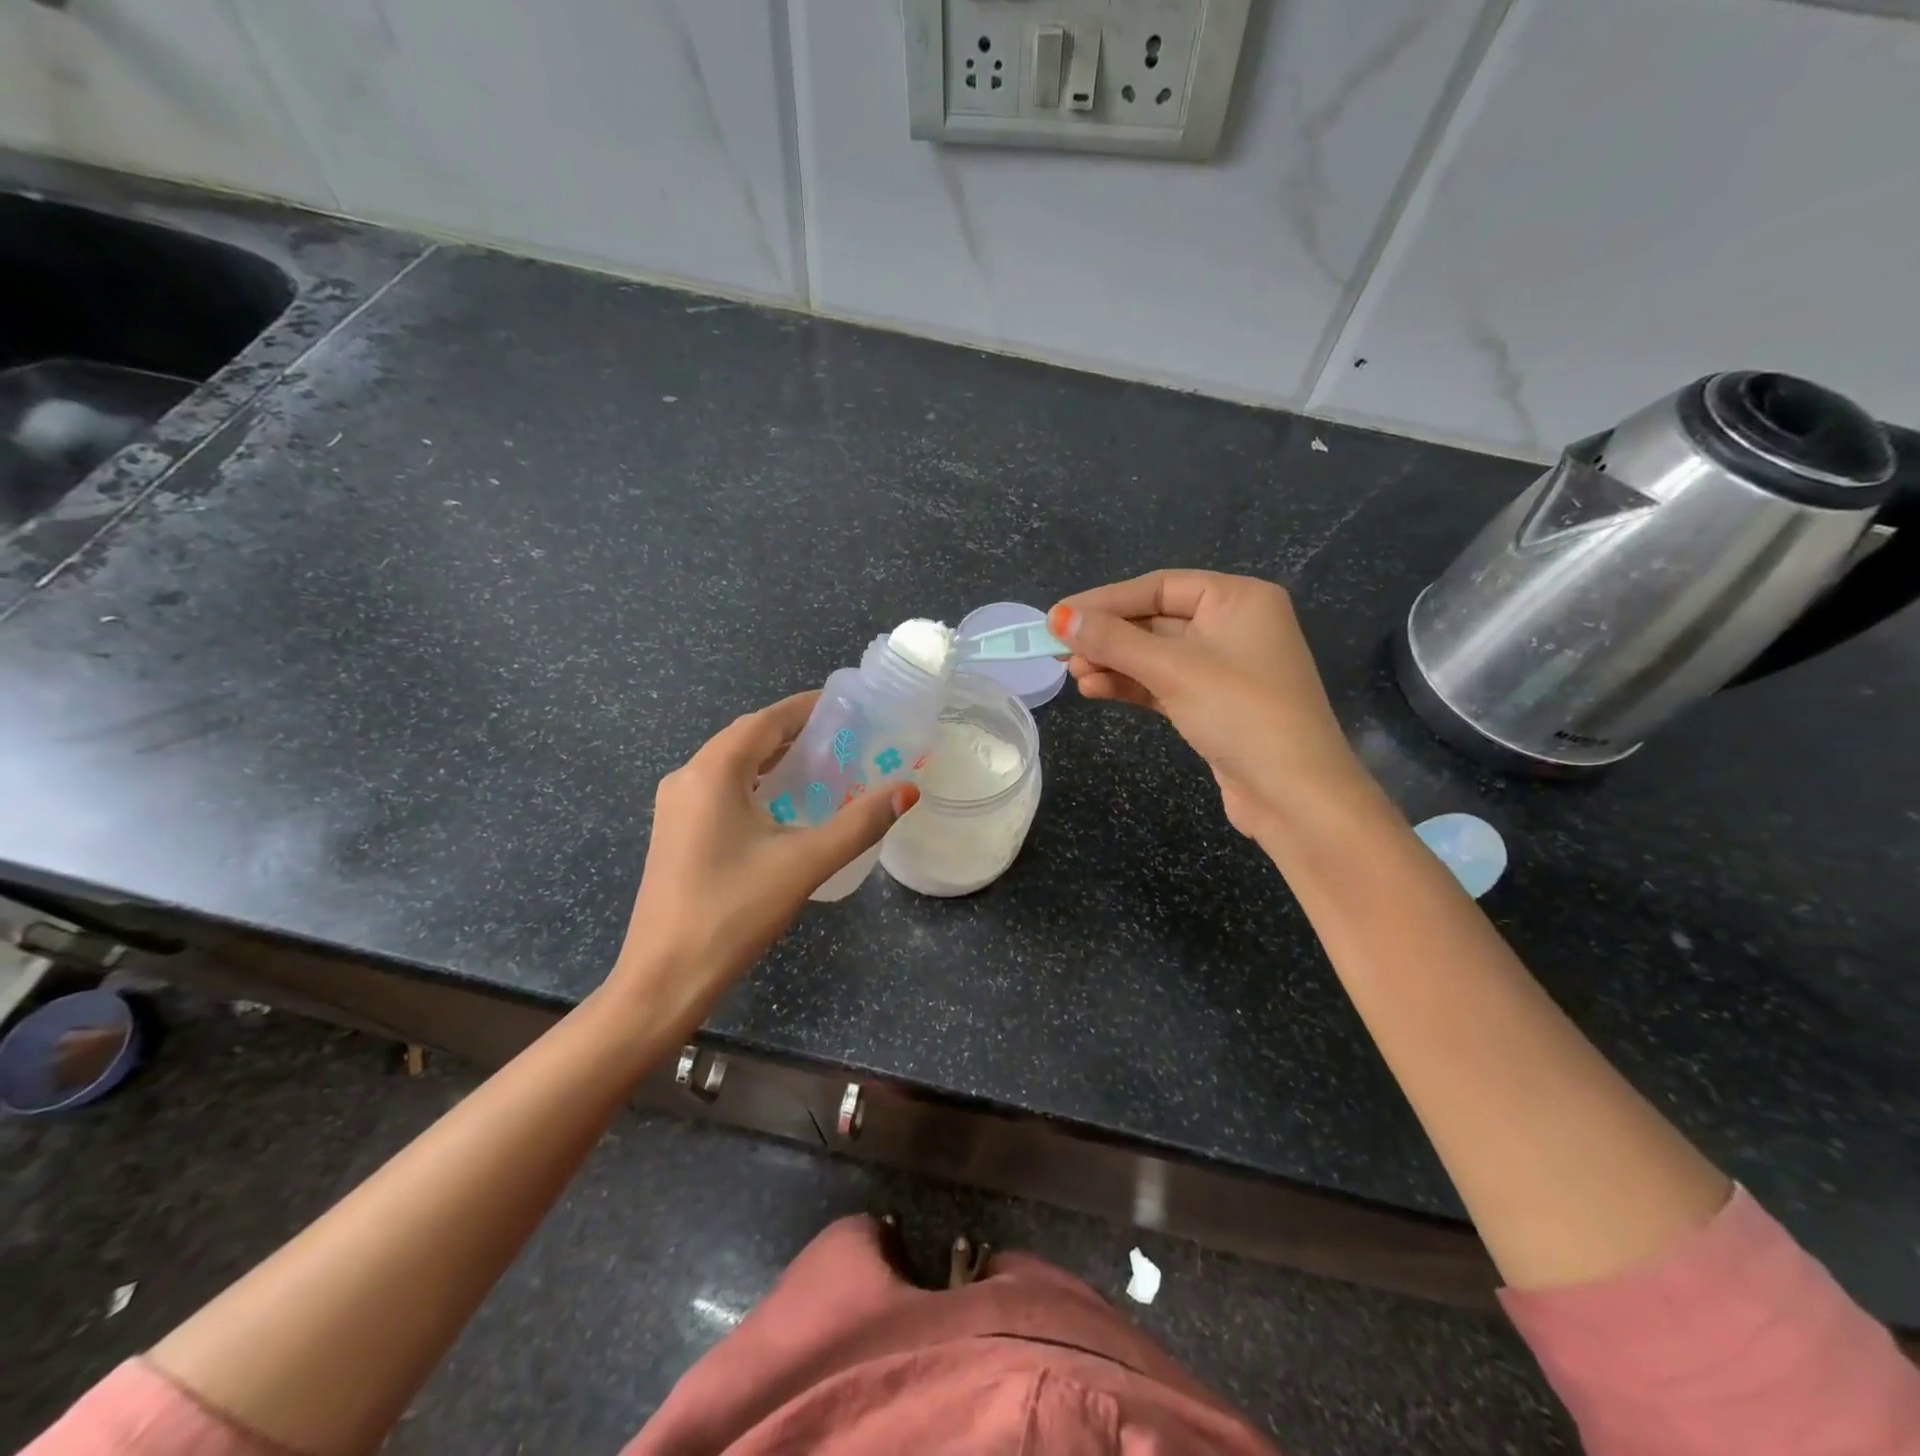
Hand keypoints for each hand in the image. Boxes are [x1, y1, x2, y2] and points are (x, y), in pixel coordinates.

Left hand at [609, 692, 915, 1025]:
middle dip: (794, 733)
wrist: (664, 978)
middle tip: (845, 739)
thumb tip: (907, 790)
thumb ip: (860, 823)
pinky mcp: (675, 832)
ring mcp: (675, 807)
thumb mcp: (805, 863)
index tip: (848, 708)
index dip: (806, 708)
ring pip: (732, 765)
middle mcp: (687, 777)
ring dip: (775, 760)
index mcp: (713, 772)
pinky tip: (785, 806)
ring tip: (824, 767)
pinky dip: (756, 785)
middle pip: (747, 738)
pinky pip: (721, 790)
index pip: (766, 720)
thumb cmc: (733, 912)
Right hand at [1050, 571, 1369, 840]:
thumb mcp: (1174, 669)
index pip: (1159, 586)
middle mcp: (1233, 626)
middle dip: (1107, 636)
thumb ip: (1114, 641)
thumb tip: (1059, 617)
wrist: (1294, 795)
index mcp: (1238, 599)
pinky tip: (1094, 690)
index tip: (1058, 615)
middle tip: (1058, 650)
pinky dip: (1130, 685)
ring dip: (1113, 663)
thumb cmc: (1241, 713)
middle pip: (1154, 619)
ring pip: (1154, 655)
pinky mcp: (1212, 704)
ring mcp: (1223, 668)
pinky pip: (1162, 683)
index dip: (1105, 600)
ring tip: (1072, 675)